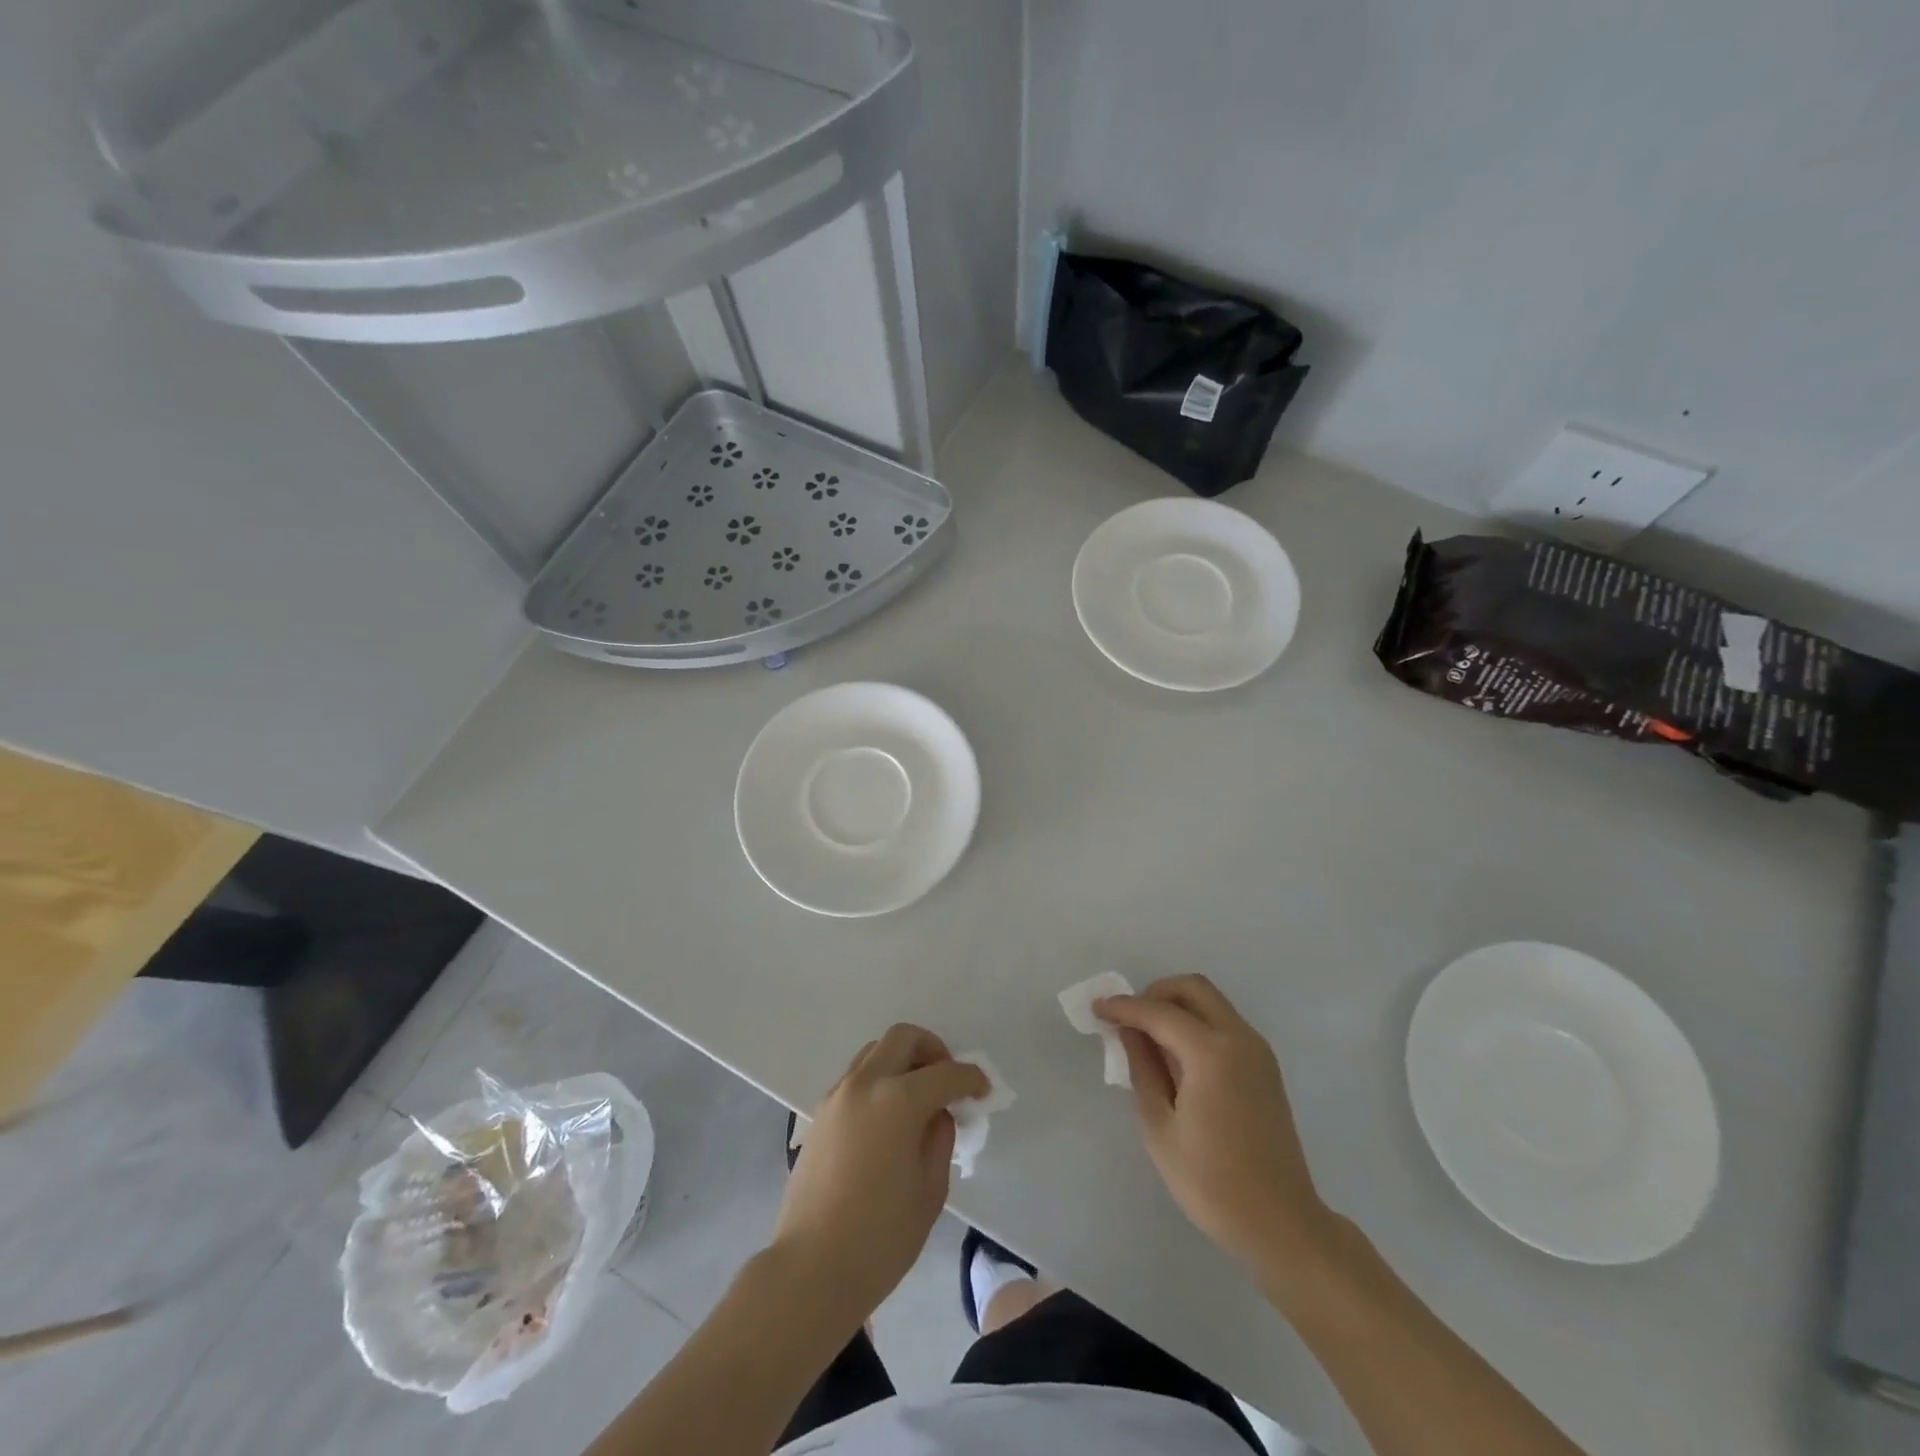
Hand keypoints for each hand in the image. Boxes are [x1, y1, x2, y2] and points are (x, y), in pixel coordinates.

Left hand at [771, 1024, 987, 1325]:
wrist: (811, 1269)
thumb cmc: (880, 1238)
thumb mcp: (929, 1190)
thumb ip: (939, 1139)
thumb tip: (937, 1114)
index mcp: (897, 1100)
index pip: (945, 1073)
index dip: (971, 1078)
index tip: (983, 1091)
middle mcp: (865, 1084)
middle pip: (903, 1038)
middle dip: (933, 1050)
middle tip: (948, 1080)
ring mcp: (837, 1096)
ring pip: (875, 1052)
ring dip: (902, 1061)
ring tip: (918, 1097)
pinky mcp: (820, 1114)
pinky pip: (856, 1078)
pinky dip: (879, 1081)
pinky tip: (889, 1119)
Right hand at [1096, 975, 1332, 1277]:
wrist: (1281, 1224)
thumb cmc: (1211, 1182)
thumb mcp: (1160, 1128)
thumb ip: (1143, 1069)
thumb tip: (1129, 1032)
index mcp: (1212, 1054)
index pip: (1159, 1013)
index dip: (1124, 1007)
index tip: (1097, 1008)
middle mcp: (1239, 1039)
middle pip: (1193, 988)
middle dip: (1155, 993)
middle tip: (1129, 1019)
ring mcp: (1257, 1051)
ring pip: (1211, 1002)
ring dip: (1177, 1006)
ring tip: (1148, 1038)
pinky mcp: (1264, 1066)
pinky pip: (1223, 1023)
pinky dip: (1196, 1023)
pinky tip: (1176, 1056)